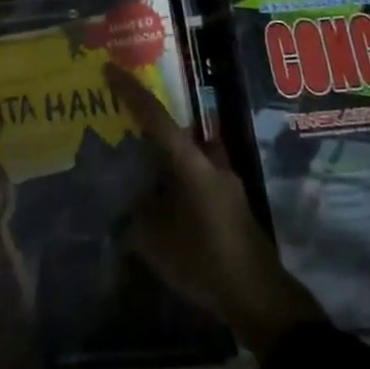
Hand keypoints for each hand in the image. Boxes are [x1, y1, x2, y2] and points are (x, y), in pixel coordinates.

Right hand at [109, 64, 325, 359]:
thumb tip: (129, 196)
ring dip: (166, 152)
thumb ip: (137, 212)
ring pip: (189, 153)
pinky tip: (163, 197)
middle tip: (124, 120)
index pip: (157, 117)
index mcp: (191, 164)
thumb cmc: (204, 262)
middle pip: (177, 130)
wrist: (259, 299)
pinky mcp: (231, 203)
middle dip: (150, 122)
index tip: (111, 69)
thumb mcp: (155, 240)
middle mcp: (211, 163)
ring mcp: (226, 182)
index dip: (132, 92)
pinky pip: (198, 175)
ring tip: (140, 162)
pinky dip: (178, 176)